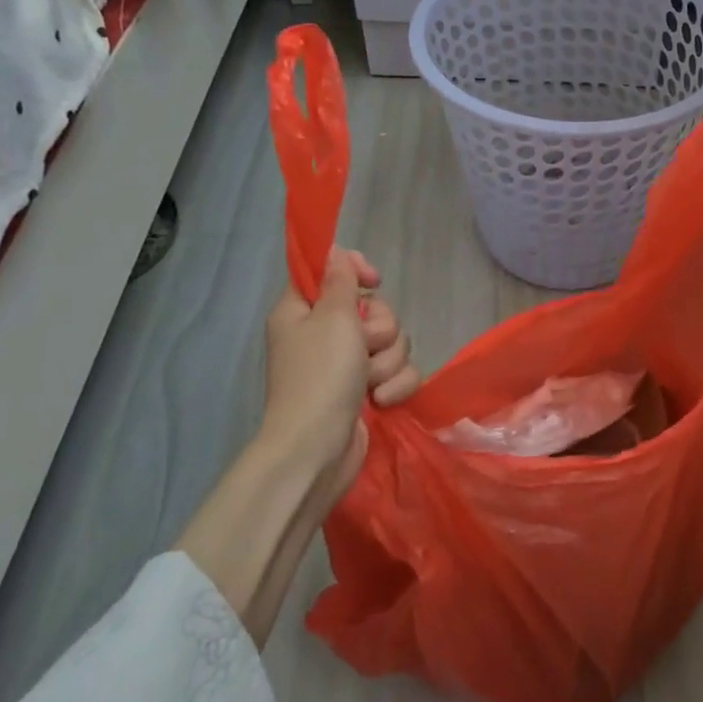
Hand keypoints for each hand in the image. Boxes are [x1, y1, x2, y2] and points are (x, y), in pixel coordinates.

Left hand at [177, 247, 422, 644]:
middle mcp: (324, 334)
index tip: (373, 280)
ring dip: (388, 361)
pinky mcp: (367, 392)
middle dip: (380, 328)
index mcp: (304, 311)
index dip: (355, 270)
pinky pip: (398, 373)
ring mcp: (347, 366)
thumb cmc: (320, 377)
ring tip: (369, 382)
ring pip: (392, 342)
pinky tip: (380, 402)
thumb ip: (340, 280)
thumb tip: (334, 251)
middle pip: (373, 309)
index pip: (331, 271)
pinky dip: (394, 386)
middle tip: (364, 345)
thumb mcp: (332, 318)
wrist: (317, 451)